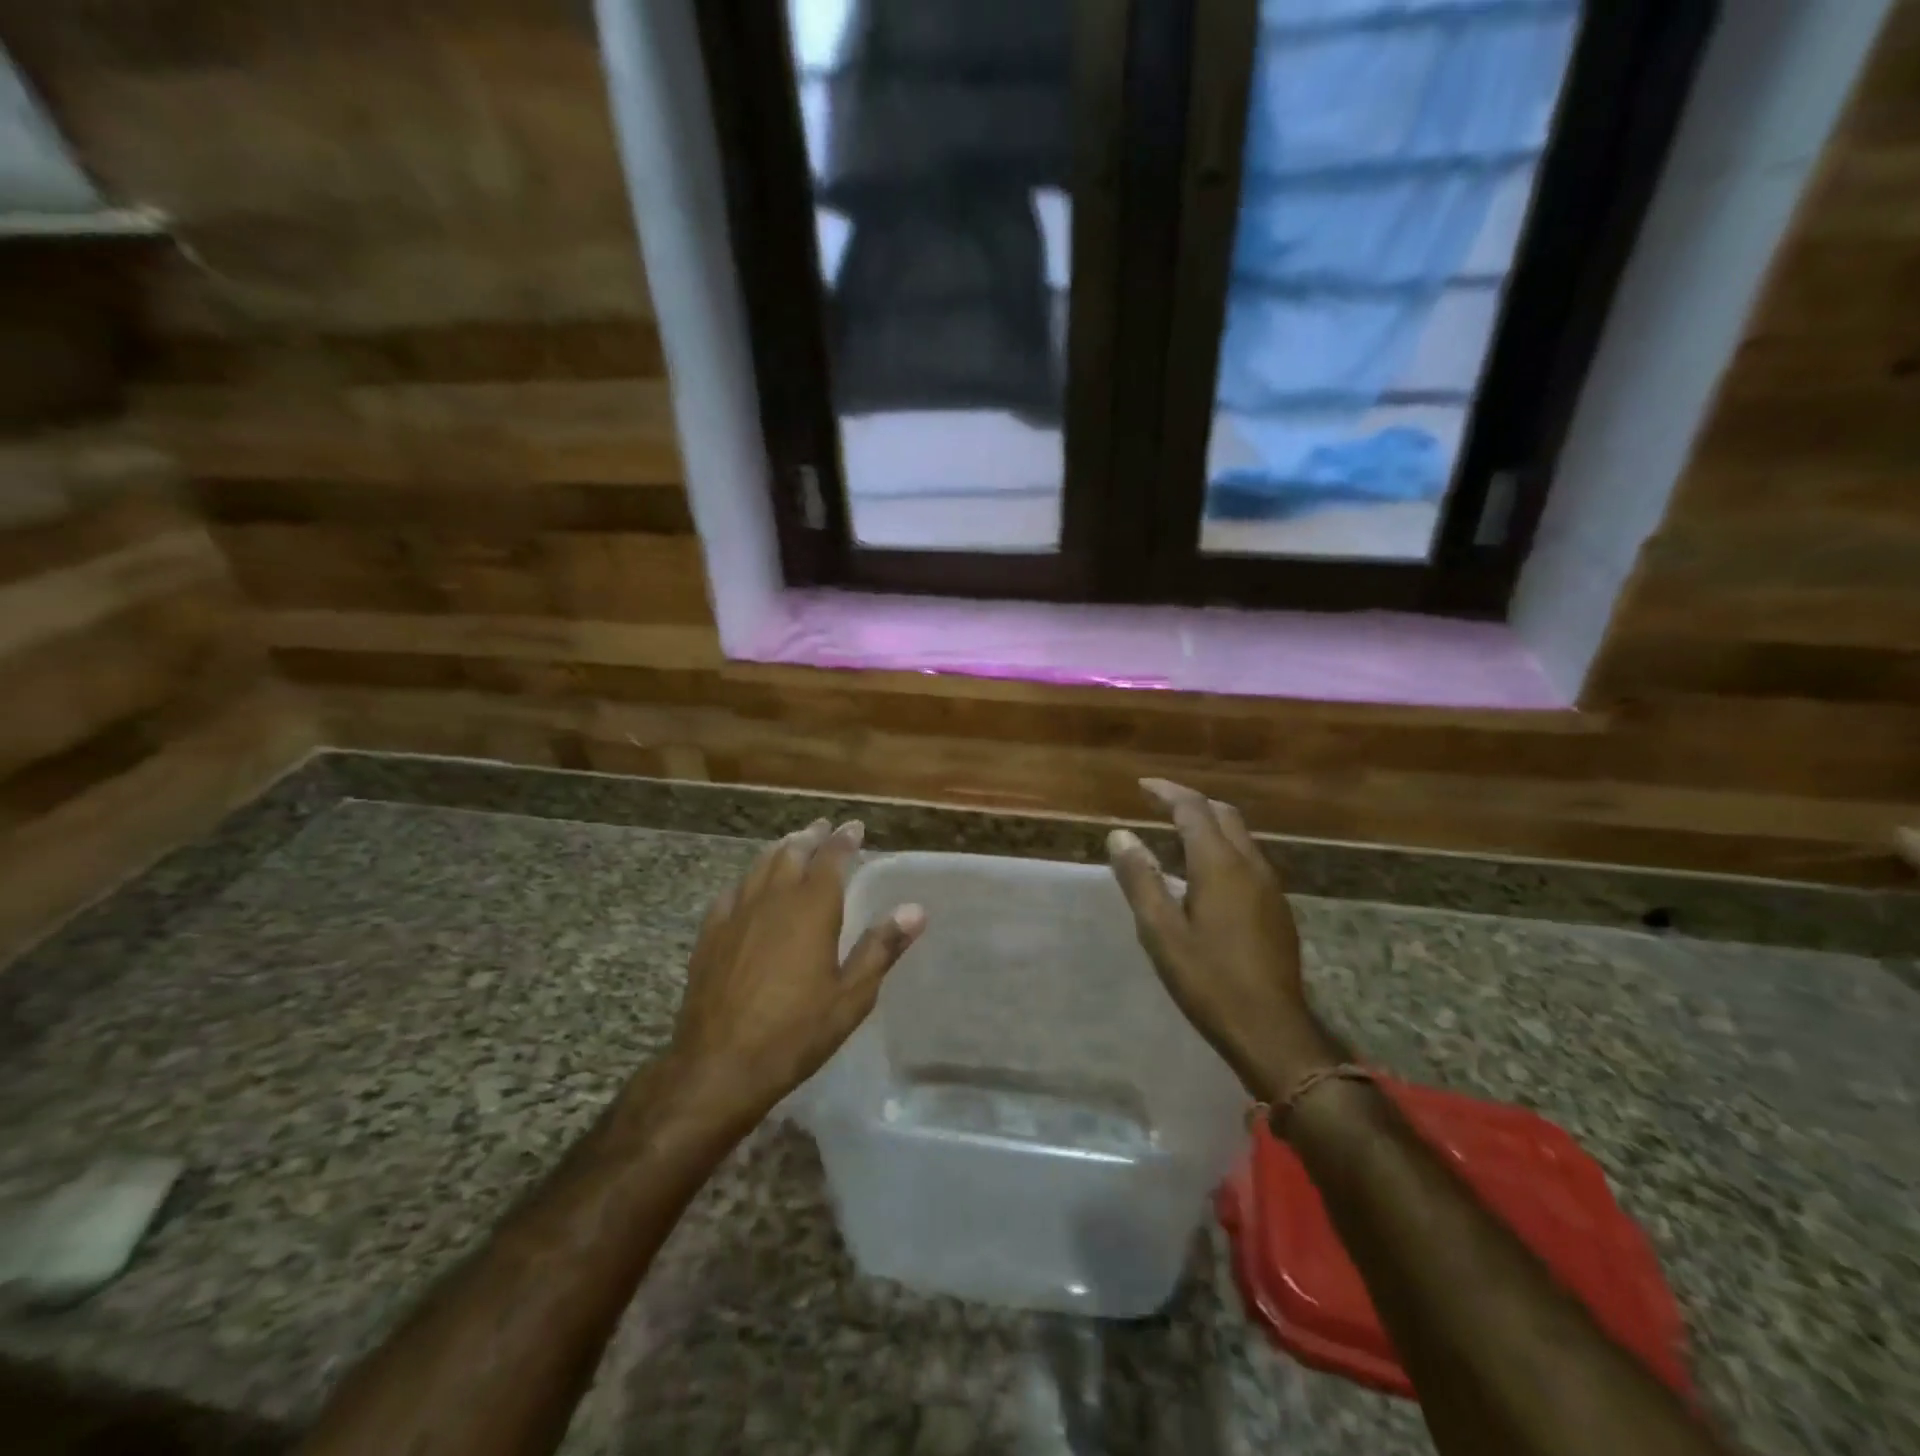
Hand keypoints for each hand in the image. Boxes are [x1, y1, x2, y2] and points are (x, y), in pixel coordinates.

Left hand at [668, 819, 925, 1122]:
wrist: (718, 1065)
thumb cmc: (795, 1032)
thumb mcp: (851, 996)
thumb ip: (881, 948)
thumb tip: (916, 909)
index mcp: (812, 908)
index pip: (832, 858)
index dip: (844, 839)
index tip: (855, 827)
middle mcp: (773, 899)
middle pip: (792, 853)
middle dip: (811, 837)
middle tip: (823, 827)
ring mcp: (737, 914)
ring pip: (760, 866)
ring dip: (780, 850)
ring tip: (791, 843)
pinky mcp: (710, 934)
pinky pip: (732, 892)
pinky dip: (748, 879)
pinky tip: (749, 886)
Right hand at [1107, 779, 1337, 1101]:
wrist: (1272, 1029)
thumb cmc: (1208, 979)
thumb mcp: (1160, 931)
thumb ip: (1140, 879)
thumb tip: (1119, 835)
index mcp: (1220, 864)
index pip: (1193, 809)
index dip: (1166, 792)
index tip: (1142, 785)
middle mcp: (1250, 865)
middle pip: (1223, 814)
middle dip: (1190, 802)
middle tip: (1158, 803)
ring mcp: (1269, 886)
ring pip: (1240, 836)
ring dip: (1209, 824)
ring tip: (1177, 832)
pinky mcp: (1277, 907)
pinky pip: (1248, 859)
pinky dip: (1223, 847)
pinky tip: (1206, 873)